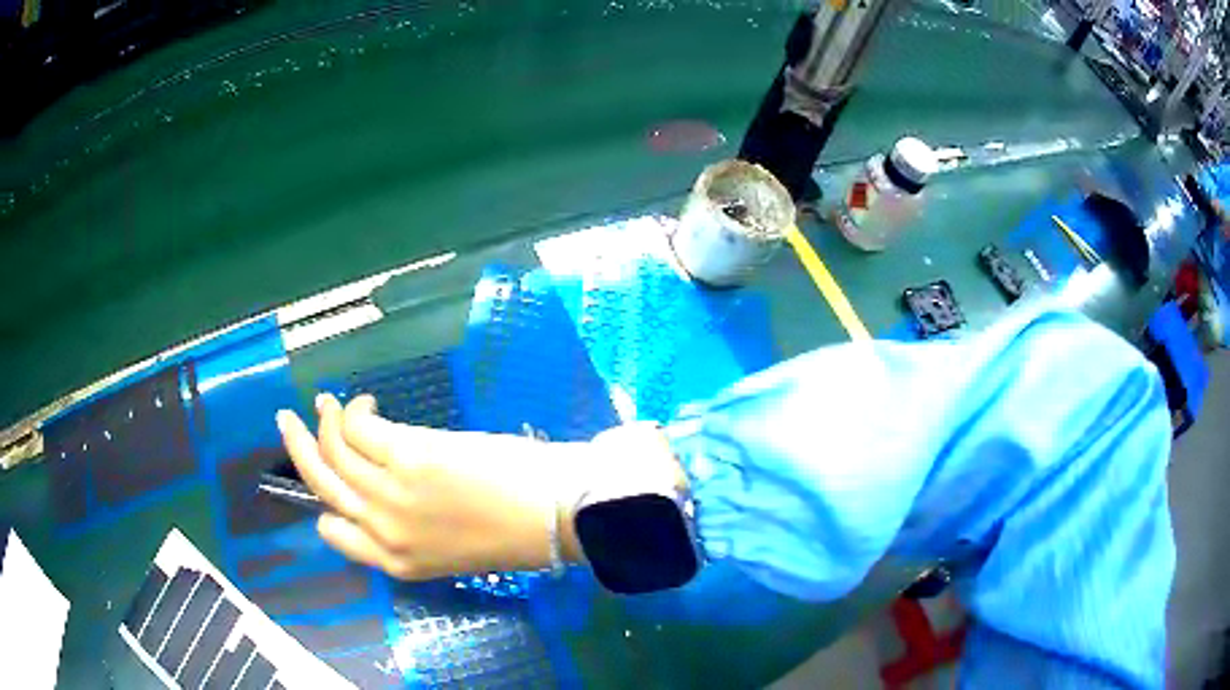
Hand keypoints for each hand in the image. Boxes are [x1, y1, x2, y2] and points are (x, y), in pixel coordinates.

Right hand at [276, 393, 588, 579]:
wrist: (553, 516)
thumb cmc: (512, 533)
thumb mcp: (449, 549)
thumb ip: (411, 527)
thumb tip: (387, 484)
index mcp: (396, 562)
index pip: (335, 532)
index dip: (323, 504)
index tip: (324, 481)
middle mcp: (382, 531)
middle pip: (321, 484)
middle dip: (297, 448)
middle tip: (286, 421)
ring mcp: (390, 494)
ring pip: (334, 450)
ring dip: (325, 420)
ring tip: (327, 403)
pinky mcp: (407, 456)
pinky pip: (361, 427)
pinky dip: (354, 409)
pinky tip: (365, 402)